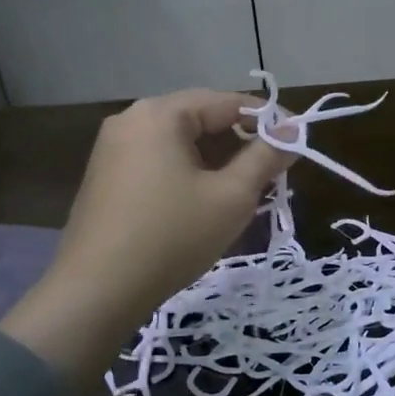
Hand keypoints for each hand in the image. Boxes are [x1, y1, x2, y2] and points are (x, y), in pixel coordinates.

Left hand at [0, 90, 293, 368]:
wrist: (96, 293)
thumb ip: (265, 157)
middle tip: (275, 170)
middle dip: (242, 141)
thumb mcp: (231, 197)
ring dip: (217, 159)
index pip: (227, 102)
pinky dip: (189, 171)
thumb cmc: (172, 237)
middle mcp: (131, 119)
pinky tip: (207, 200)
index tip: (298, 140)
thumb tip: (294, 129)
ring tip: (247, 188)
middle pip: (201, 118)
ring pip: (180, 142)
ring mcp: (112, 148)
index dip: (269, 119)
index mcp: (160, 114)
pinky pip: (159, 160)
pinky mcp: (105, 176)